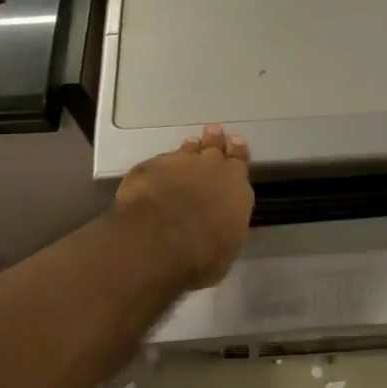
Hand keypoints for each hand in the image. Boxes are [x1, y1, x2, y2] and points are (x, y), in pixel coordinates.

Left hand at [113, 124, 253, 289]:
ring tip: (188, 148)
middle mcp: (209, 166)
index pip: (240, 159)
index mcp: (235, 184)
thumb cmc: (203, 254)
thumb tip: (223, 220)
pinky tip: (155, 175)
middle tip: (213, 132)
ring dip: (188, 150)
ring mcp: (176, 163)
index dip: (237, 151)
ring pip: (185, 150)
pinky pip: (157, 164)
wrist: (157, 243)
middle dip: (214, 141)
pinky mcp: (146, 169)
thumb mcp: (229, 245)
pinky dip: (159, 168)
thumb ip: (228, 223)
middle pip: (213, 146)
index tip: (235, 142)